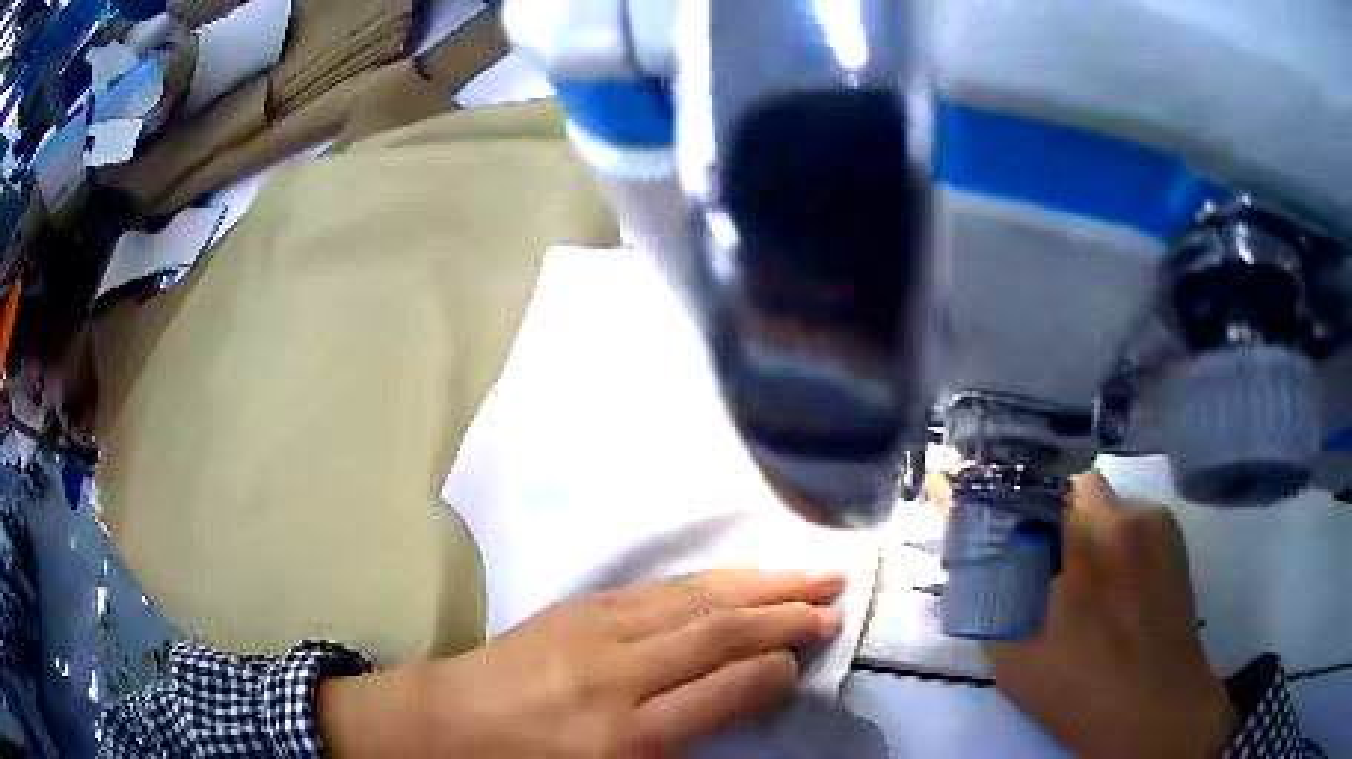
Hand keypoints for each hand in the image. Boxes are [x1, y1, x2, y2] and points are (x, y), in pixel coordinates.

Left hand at [319, 569, 845, 756]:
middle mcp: (615, 675)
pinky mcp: (578, 606)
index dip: (774, 668)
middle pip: (715, 632)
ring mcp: (593, 630)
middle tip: (835, 599)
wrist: (450, 722)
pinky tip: (736, 577)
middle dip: (783, 613)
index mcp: (623, 736)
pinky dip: (710, 580)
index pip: (722, 689)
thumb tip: (744, 697)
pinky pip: (659, 588)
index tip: (807, 654)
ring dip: (758, 584)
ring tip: (808, 573)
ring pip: (693, 598)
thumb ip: (680, 743)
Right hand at [983, 471, 1239, 758]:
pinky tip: (1122, 579)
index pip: (1023, 492)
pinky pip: (1132, 513)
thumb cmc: (1080, 694)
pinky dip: (1118, 534)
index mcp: (1072, 551)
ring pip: (1103, 497)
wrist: (1155, 705)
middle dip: (1051, 512)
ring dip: (1087, 523)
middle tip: (1046, 557)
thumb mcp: (1015, 664)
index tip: (991, 517)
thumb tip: (975, 572)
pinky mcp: (1171, 531)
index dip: (1002, 500)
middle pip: (1068, 485)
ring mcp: (1149, 520)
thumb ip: (993, 609)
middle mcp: (1113, 519)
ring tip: (1090, 574)